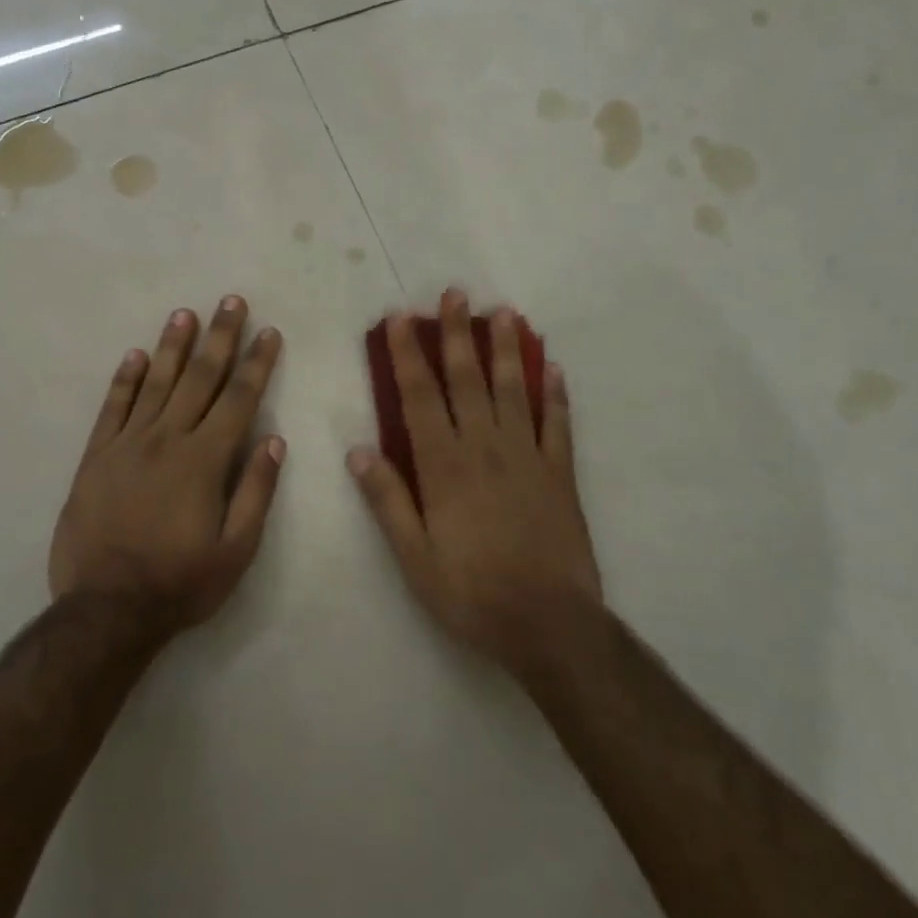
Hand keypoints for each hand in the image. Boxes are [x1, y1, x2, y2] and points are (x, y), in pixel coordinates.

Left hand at [51, 297, 284, 635]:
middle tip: (231, 301)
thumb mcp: (236, 551)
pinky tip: (136, 355)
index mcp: (205, 460)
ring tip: (186, 313)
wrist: (106, 609)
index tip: (268, 333)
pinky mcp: (96, 456)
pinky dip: (125, 379)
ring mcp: (127, 444)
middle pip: (200, 378)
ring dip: (174, 346)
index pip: (238, 399)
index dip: (257, 364)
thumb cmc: (180, 582)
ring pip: (156, 383)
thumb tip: (274, 440)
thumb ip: (256, 491)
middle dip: (220, 338)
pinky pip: (113, 408)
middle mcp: (167, 439)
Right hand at [348, 289, 601, 671]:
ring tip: (503, 313)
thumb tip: (357, 450)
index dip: (407, 355)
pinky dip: (555, 394)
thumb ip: (387, 500)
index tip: (400, 319)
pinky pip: (558, 423)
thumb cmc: (472, 592)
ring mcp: (527, 456)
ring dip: (506, 349)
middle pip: (467, 380)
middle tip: (456, 294)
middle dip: (458, 334)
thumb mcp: (414, 557)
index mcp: (444, 466)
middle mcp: (485, 448)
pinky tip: (553, 367)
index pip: (420, 397)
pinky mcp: (560, 473)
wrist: (548, 623)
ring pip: (514, 390)